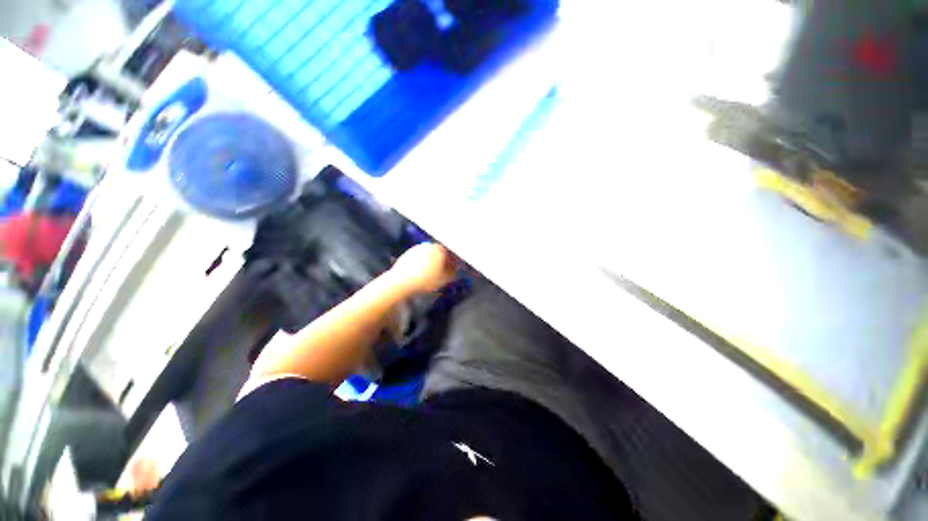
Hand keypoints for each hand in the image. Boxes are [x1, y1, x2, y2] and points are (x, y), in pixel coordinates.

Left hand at [389, 243, 456, 296]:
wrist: (402, 281)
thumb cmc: (424, 281)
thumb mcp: (443, 280)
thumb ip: (452, 272)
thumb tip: (455, 269)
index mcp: (440, 250)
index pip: (451, 252)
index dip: (454, 260)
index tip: (454, 266)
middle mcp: (430, 246)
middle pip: (441, 251)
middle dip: (444, 259)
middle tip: (444, 269)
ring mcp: (419, 247)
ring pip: (430, 252)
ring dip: (433, 259)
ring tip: (432, 271)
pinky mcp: (410, 252)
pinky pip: (421, 255)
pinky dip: (423, 260)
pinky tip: (422, 270)